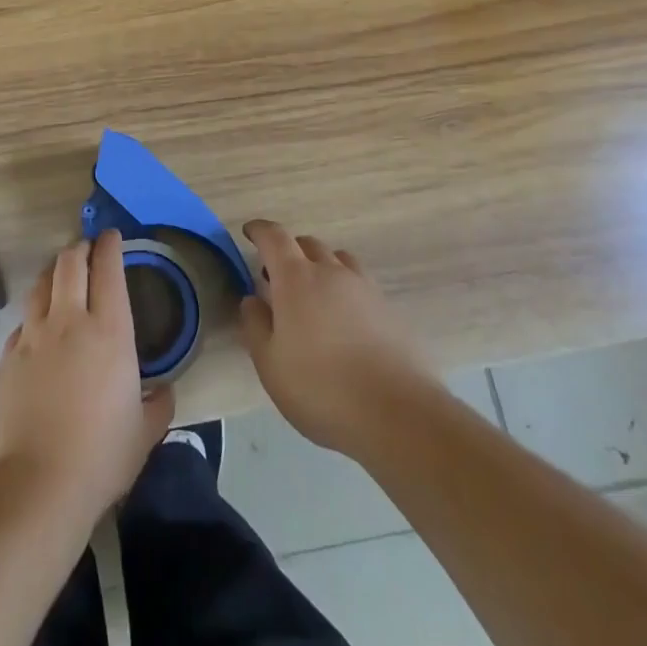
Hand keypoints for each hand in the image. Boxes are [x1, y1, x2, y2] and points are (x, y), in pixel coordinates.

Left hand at [0, 230, 173, 525]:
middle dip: (80, 248)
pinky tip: (38, 329)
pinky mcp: (6, 358)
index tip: (112, 237)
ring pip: (41, 284)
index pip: (108, 270)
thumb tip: (164, 392)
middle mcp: (69, 322)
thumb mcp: (144, 435)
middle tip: (88, 248)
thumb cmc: (99, 458)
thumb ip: (158, 406)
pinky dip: (34, 315)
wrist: (33, 487)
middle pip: (70, 263)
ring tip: (61, 275)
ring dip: (54, 272)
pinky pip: (22, 322)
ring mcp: (33, 337)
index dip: (110, 246)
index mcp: (109, 332)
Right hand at [238, 219, 429, 454]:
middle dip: (288, 252)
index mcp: (296, 278)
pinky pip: (360, 283)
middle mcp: (331, 272)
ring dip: (320, 266)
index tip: (249, 232)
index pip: (274, 237)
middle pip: (307, 244)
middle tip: (277, 278)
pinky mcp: (389, 309)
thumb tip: (252, 300)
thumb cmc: (321, 388)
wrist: (398, 414)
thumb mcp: (271, 364)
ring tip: (313, 296)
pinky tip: (344, 321)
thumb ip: (255, 325)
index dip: (259, 230)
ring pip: (337, 260)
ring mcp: (365, 288)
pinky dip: (344, 289)